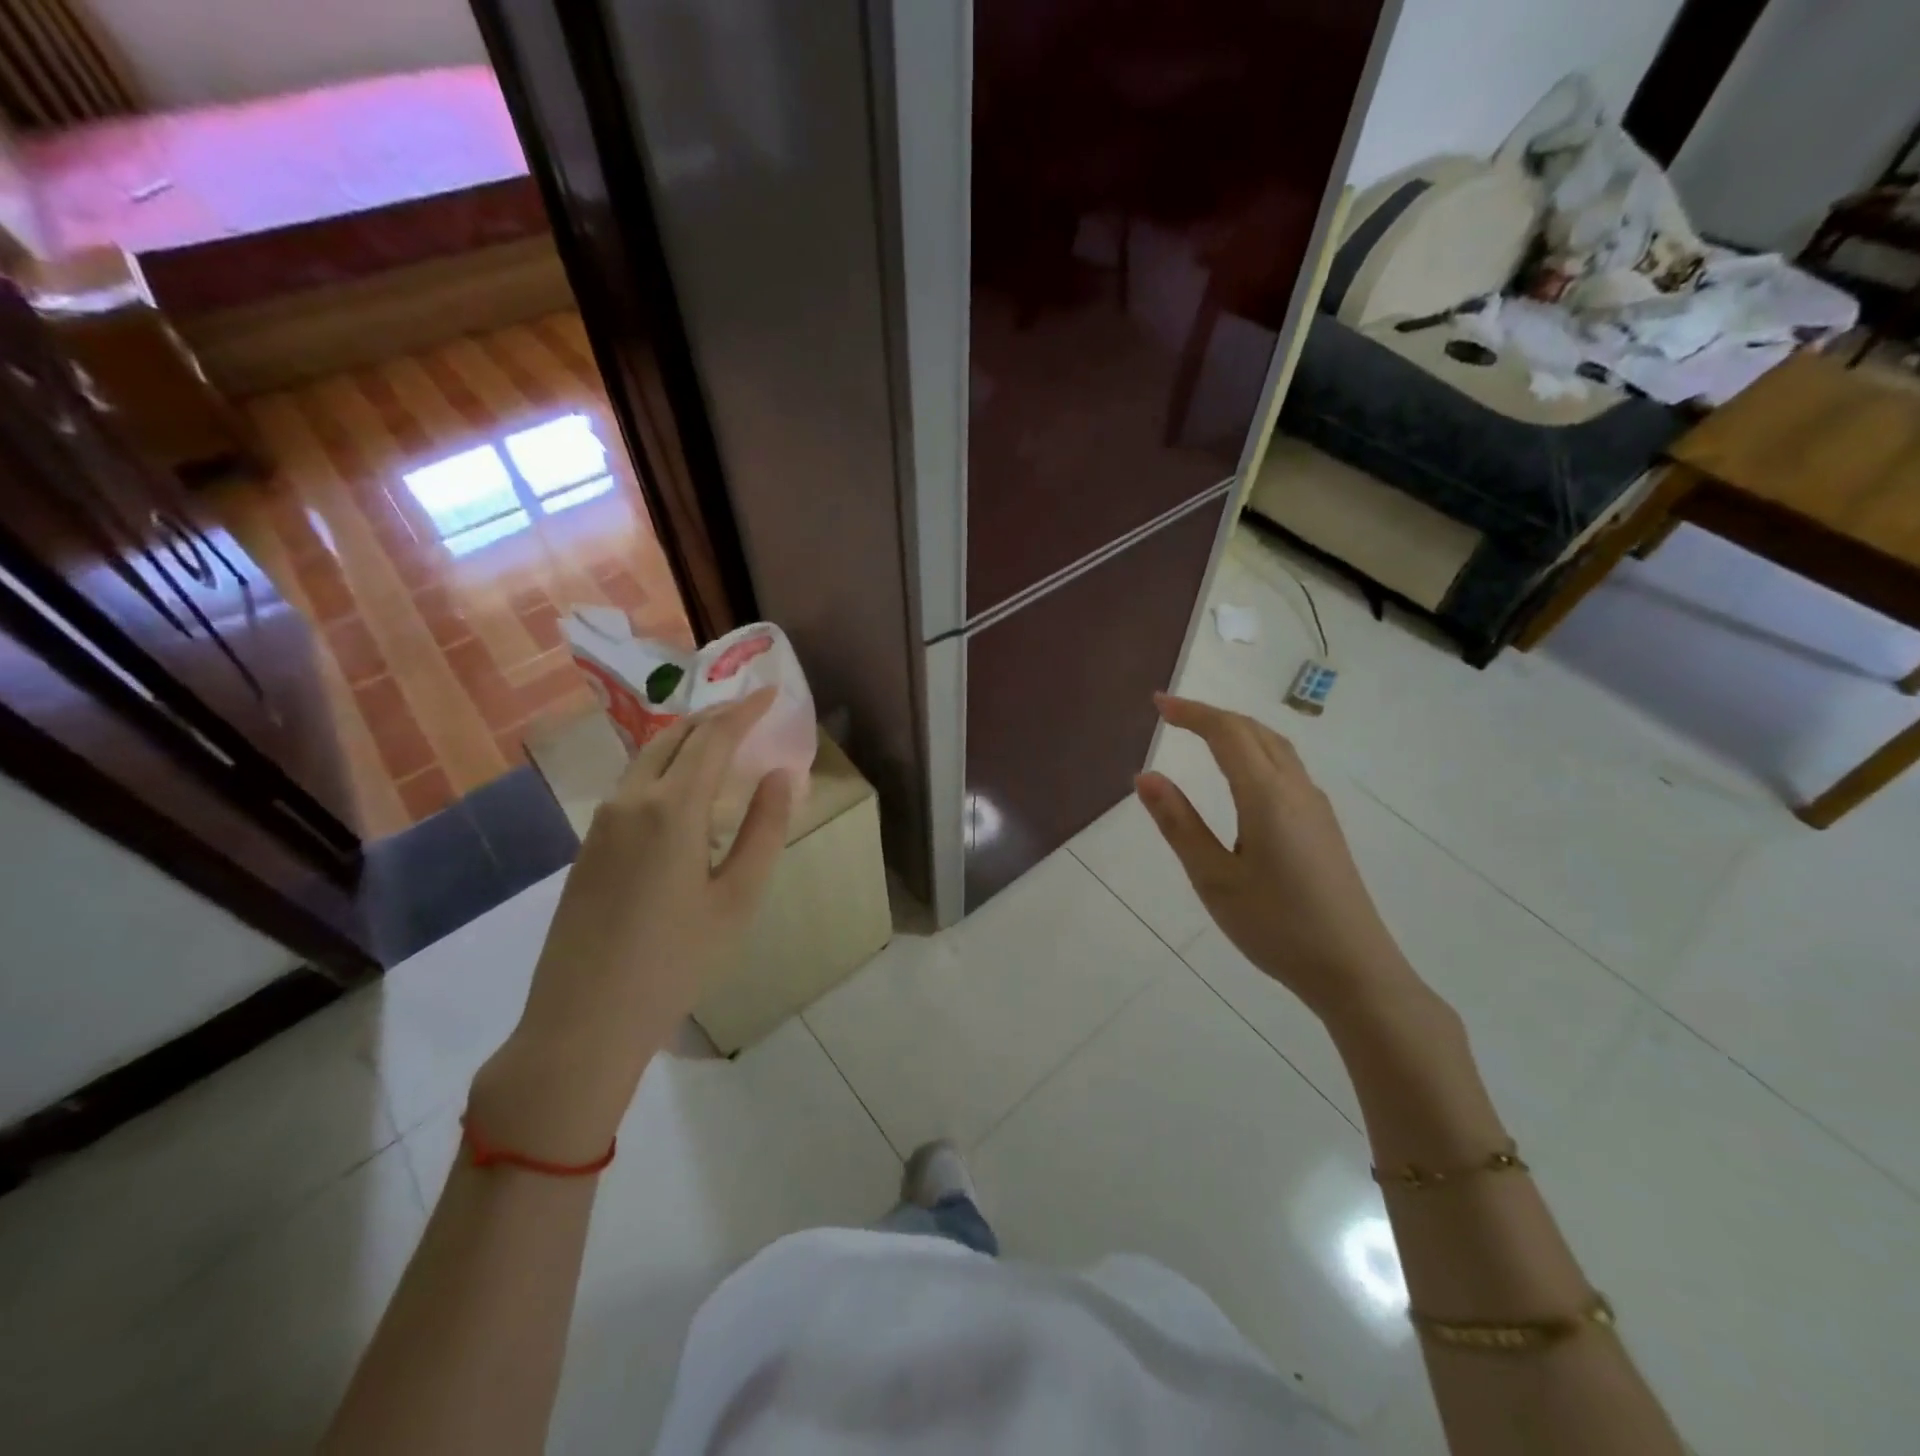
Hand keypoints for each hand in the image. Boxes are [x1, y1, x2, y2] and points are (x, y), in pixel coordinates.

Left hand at [471, 690, 793, 1159]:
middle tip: (750, 714)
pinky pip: (633, 786)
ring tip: (722, 744)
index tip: (770, 693)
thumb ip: (764, 829)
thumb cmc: (676, 961)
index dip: (744, 711)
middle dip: (714, 717)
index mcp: (672, 809)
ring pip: (649, 759)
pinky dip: (666, 769)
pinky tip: (684, 793)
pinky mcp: (589, 846)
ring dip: (687, 740)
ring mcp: (602, 823)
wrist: (584, 1021)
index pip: (713, 737)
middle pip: (675, 737)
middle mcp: (631, 801)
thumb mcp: (737, 898)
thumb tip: (783, 774)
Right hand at [1136, 693, 1420, 1024]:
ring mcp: (1315, 807)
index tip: (1157, 703)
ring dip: (1237, 731)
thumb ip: (1179, 824)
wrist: (1354, 970)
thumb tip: (1145, 776)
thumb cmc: (1276, 926)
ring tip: (1203, 734)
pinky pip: (1286, 768)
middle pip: (1254, 732)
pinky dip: (1256, 751)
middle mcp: (1296, 789)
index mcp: (1266, 796)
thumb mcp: (1214, 879)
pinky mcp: (1324, 826)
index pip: (1227, 733)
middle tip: (1172, 714)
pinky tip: (1243, 775)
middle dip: (1212, 715)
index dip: (1191, 712)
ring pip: (1275, 747)